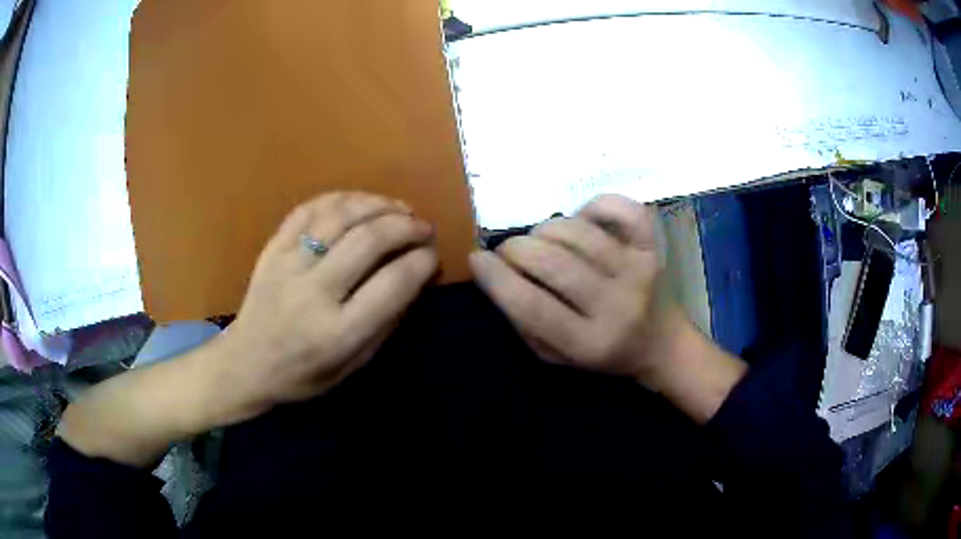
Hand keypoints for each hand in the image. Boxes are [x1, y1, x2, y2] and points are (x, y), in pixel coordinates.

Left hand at [208, 191, 437, 424]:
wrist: (245, 364)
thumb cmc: (303, 375)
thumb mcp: (353, 365)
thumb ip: (386, 322)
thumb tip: (416, 276)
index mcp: (337, 332)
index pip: (393, 284)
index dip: (422, 262)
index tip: (433, 255)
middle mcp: (312, 293)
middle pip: (368, 240)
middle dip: (406, 226)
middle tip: (424, 227)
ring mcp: (287, 265)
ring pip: (339, 216)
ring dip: (377, 204)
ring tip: (399, 208)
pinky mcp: (272, 249)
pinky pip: (307, 210)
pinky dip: (339, 199)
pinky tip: (359, 202)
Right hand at [470, 195, 682, 390]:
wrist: (662, 344)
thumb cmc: (604, 354)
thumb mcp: (557, 357)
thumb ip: (525, 324)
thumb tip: (496, 276)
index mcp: (589, 342)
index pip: (532, 307)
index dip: (497, 279)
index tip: (476, 259)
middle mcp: (616, 304)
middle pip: (553, 263)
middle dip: (515, 249)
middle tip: (507, 252)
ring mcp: (638, 270)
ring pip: (577, 232)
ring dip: (544, 229)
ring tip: (539, 240)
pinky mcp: (651, 247)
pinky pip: (622, 209)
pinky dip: (594, 205)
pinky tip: (580, 217)